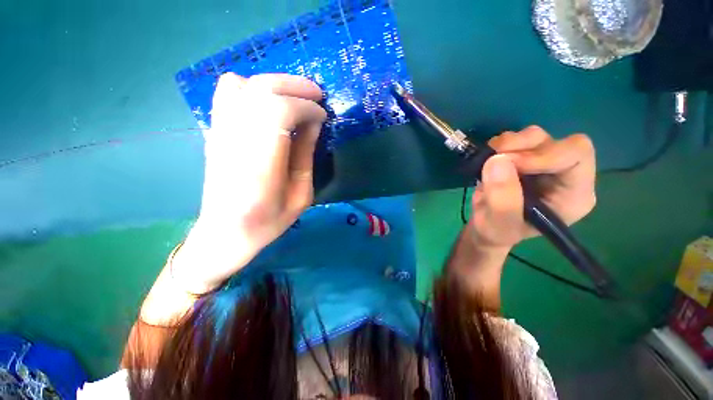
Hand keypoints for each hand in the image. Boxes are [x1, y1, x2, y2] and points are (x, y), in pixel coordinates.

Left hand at [174, 73, 326, 292]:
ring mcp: (220, 133)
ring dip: (275, 83)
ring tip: (296, 96)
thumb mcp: (301, 195)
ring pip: (243, 84)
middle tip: (317, 95)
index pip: (279, 112)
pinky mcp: (215, 131)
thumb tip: (314, 122)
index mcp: (260, 165)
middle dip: (295, 86)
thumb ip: (305, 155)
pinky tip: (268, 101)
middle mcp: (235, 141)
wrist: (227, 231)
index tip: (322, 116)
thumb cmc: (269, 221)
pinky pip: (227, 92)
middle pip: (261, 90)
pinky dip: (251, 86)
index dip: (306, 107)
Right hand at [469, 126, 596, 249]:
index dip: (543, 154)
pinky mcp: (524, 158)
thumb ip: (502, 200)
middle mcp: (564, 175)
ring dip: (509, 144)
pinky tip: (489, 159)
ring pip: (535, 136)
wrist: (487, 227)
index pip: (577, 156)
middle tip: (493, 158)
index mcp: (573, 195)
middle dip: (522, 146)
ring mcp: (544, 164)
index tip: (509, 164)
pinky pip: (516, 139)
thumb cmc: (498, 232)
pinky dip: (500, 145)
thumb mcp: (499, 225)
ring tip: (488, 160)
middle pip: (556, 142)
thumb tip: (497, 160)